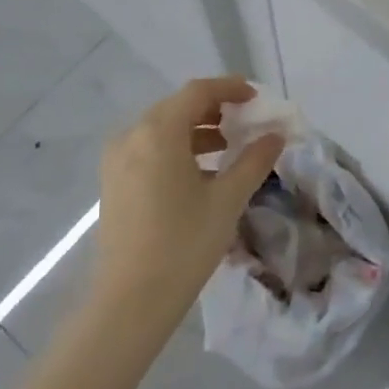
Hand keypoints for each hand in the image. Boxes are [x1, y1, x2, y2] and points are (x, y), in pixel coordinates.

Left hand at [95, 77, 283, 329]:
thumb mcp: (227, 199)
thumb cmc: (184, 243)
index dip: (229, 88)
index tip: (255, 97)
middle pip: (177, 107)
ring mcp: (117, 160)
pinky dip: (177, 150)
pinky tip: (201, 173)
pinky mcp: (113, 183)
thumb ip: (254, 160)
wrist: (131, 300)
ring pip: (161, 130)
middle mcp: (132, 136)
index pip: (197, 92)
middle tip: (245, 120)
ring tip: (228, 148)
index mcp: (158, 132)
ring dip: (196, 131)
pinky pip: (149, 150)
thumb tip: (275, 135)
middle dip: (213, 109)